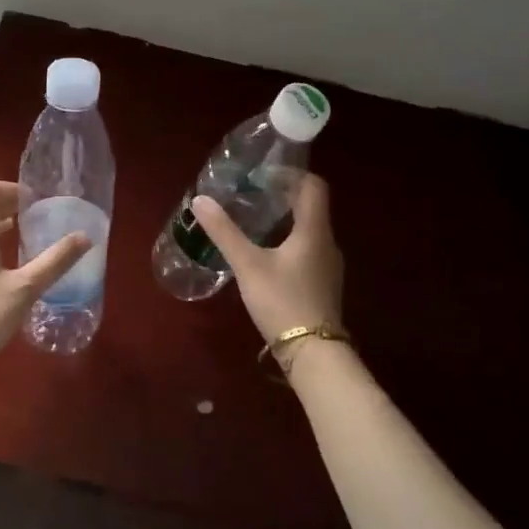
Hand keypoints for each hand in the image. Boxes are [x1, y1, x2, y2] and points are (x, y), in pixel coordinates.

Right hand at [191, 174, 343, 346]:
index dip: (291, 173)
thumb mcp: (248, 265)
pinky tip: (266, 254)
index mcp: (314, 231)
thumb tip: (200, 200)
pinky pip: (308, 249)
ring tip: (255, 220)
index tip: (263, 174)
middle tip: (252, 194)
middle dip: (284, 195)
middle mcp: (327, 243)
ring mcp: (328, 266)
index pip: (314, 186)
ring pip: (309, 229)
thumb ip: (224, 232)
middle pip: (311, 206)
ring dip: (286, 219)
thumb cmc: (282, 301)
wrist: (314, 354)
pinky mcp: (323, 284)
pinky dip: (289, 241)